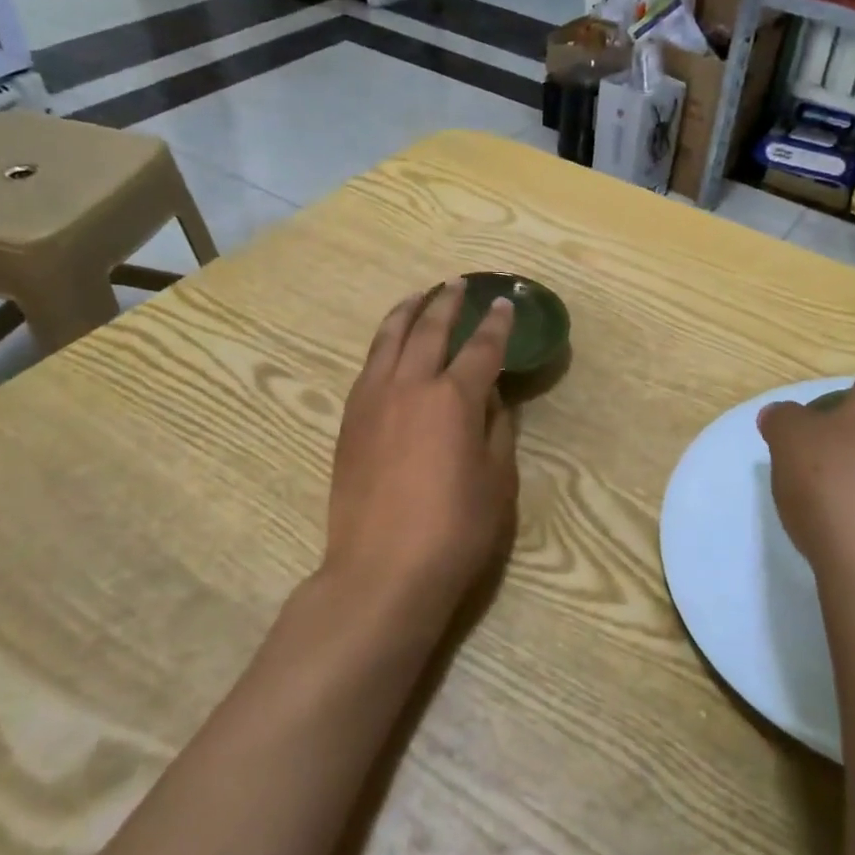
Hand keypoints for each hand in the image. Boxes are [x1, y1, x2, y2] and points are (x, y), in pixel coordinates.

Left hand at [321, 281, 518, 626]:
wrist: (382, 570)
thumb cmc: (455, 529)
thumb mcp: (497, 480)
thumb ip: (497, 429)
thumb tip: (492, 397)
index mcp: (454, 398)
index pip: (481, 348)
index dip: (497, 324)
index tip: (505, 303)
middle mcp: (411, 386)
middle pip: (429, 330)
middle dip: (446, 303)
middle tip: (458, 284)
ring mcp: (372, 400)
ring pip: (388, 340)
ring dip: (407, 312)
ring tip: (419, 296)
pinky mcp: (349, 421)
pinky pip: (368, 366)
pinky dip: (383, 344)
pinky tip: (390, 346)